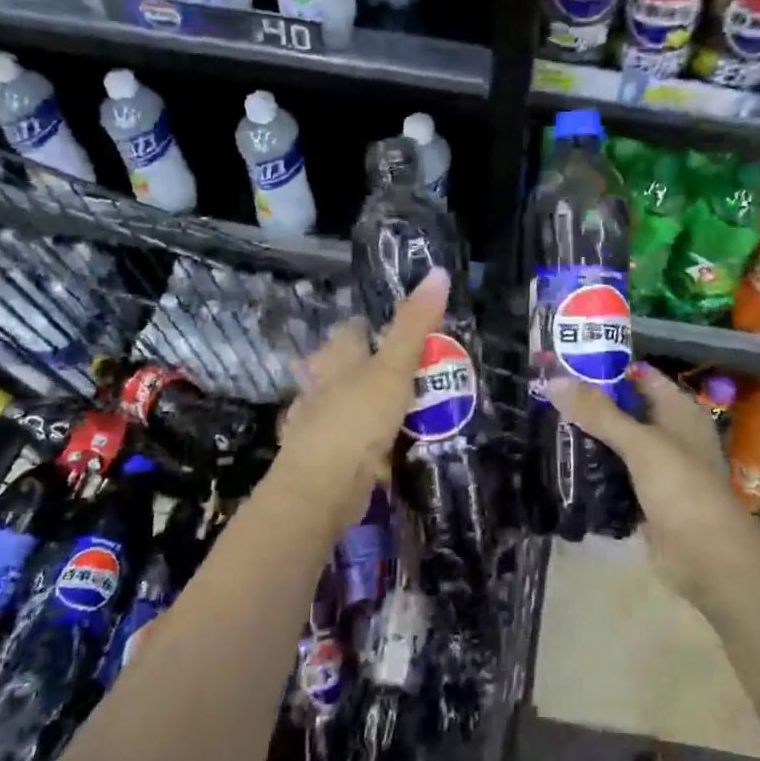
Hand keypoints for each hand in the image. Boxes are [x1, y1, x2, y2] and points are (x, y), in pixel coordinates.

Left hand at [272, 267, 449, 532]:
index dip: (374, 325)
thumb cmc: (357, 418)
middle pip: (346, 366)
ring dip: (369, 404)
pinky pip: (351, 439)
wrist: (322, 489)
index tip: (401, 330)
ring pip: (348, 403)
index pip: (353, 329)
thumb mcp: (395, 366)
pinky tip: (388, 447)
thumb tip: (439, 271)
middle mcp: (322, 385)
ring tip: (407, 408)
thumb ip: (416, 324)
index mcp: (337, 358)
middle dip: (371, 366)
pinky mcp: (326, 457)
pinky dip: (368, 440)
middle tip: (412, 371)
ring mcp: (320, 423)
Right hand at [547, 364, 759, 605]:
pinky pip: (615, 476)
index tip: (565, 364)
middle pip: (625, 409)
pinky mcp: (647, 498)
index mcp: (678, 410)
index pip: (639, 375)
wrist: (708, 559)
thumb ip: (598, 412)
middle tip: (547, 397)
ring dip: (589, 438)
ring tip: (546, 426)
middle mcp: (670, 433)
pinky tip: (563, 465)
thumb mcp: (640, 443)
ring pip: (618, 443)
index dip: (606, 367)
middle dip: (590, 405)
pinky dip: (594, 471)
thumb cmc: (681, 488)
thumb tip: (554, 380)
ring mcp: (659, 467)